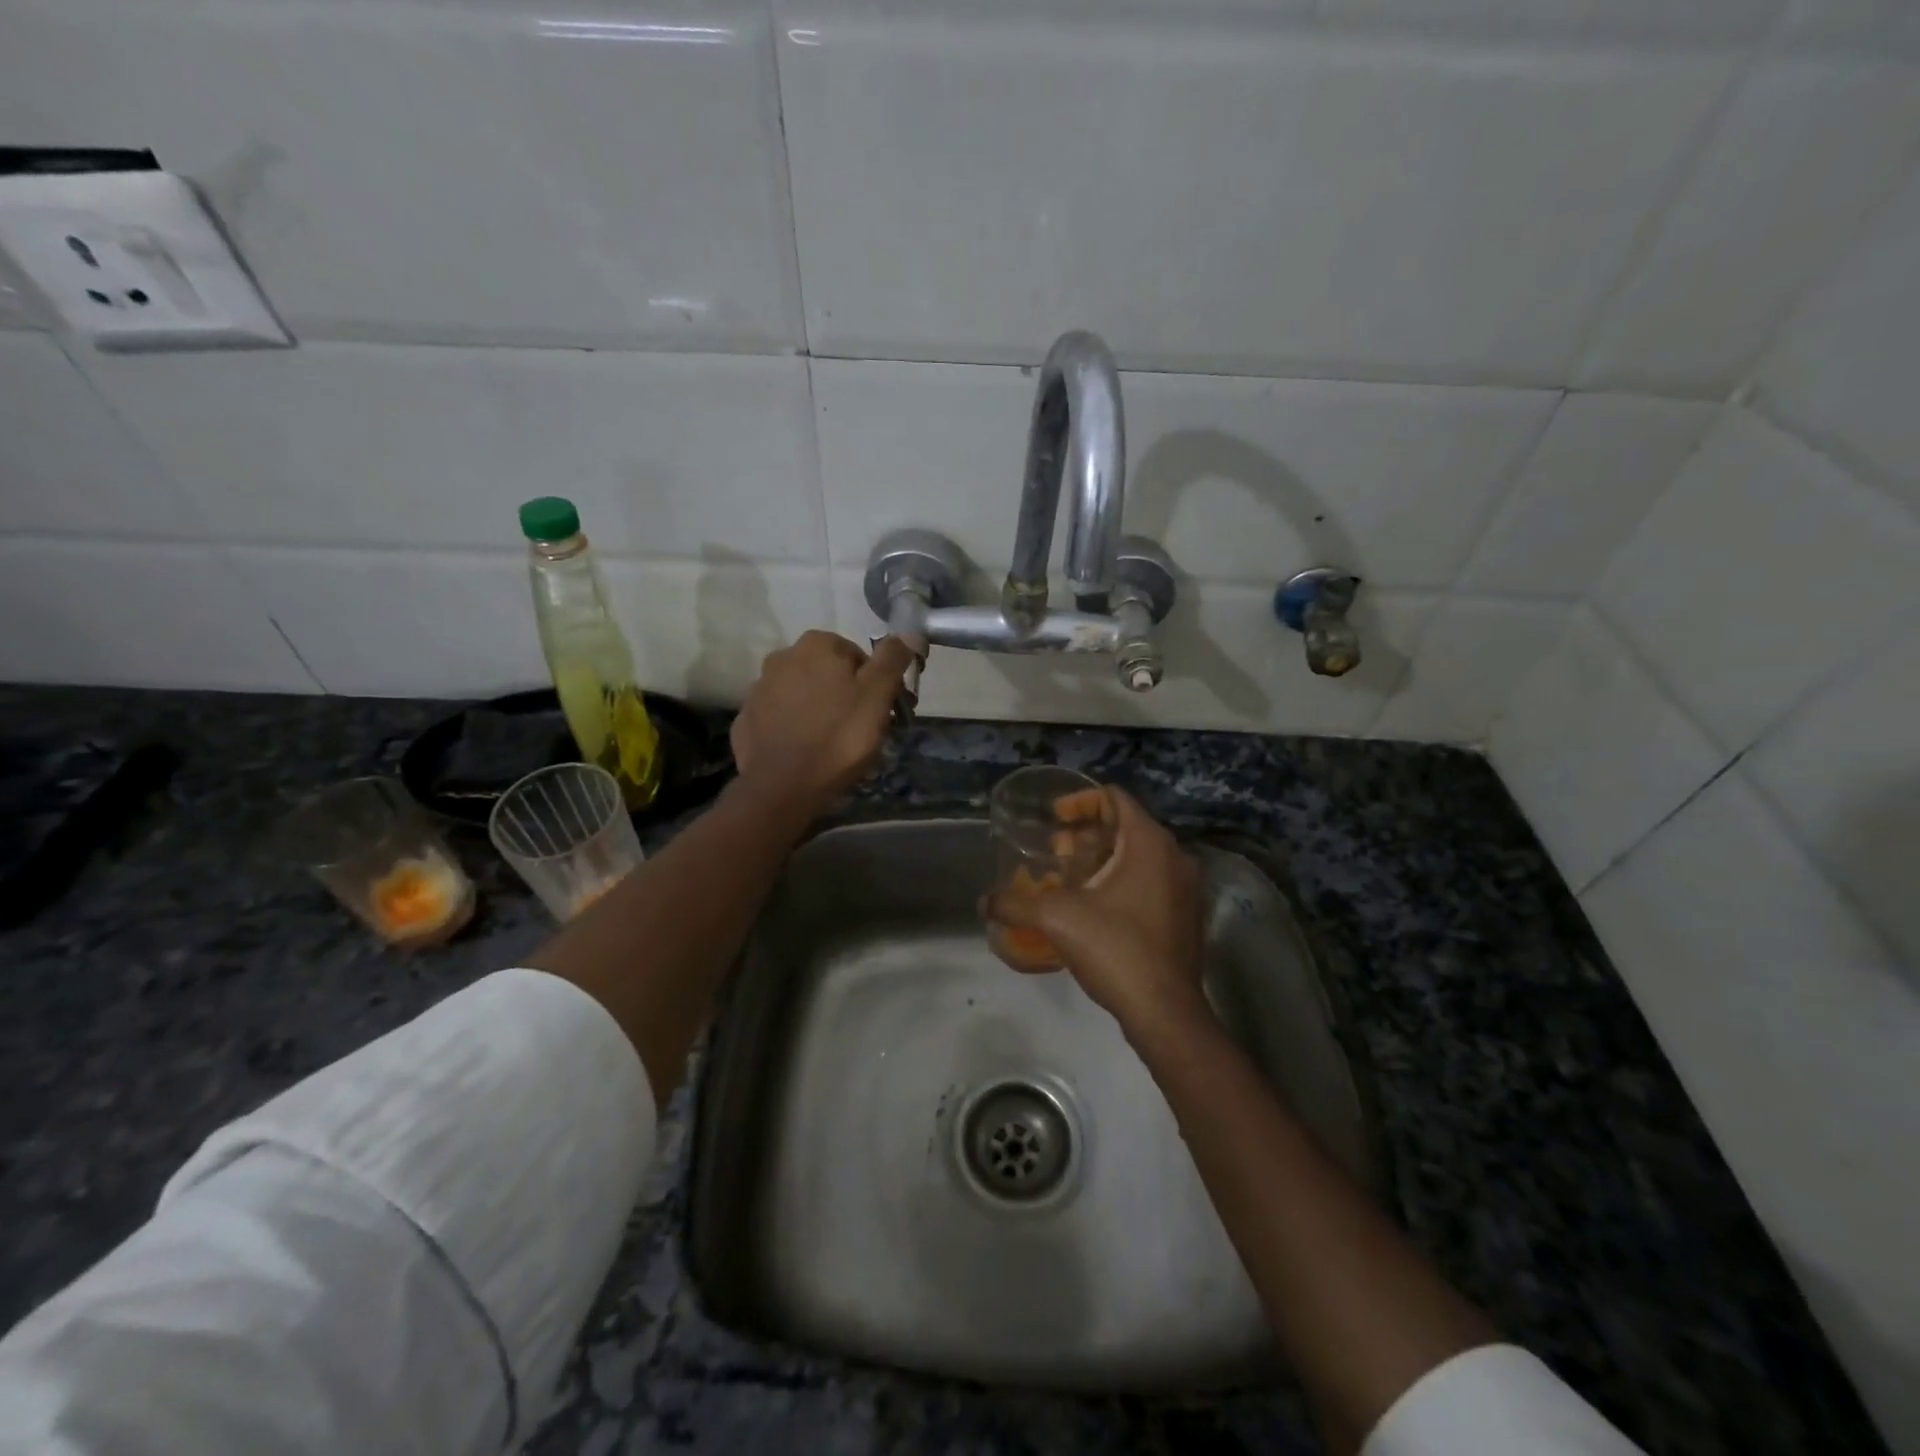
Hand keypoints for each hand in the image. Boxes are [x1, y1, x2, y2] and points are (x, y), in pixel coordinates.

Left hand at [730, 631, 914, 811]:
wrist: (781, 787)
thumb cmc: (838, 737)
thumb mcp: (877, 696)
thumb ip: (893, 660)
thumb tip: (909, 633)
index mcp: (817, 645)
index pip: (858, 656)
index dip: (875, 684)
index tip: (883, 711)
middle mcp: (783, 656)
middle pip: (828, 672)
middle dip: (845, 694)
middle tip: (861, 729)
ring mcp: (760, 688)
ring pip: (802, 693)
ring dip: (819, 709)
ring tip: (833, 744)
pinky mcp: (746, 718)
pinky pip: (780, 717)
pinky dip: (794, 727)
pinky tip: (805, 750)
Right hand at [985, 787, 1208, 1034]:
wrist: (1165, 1013)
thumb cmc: (1116, 949)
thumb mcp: (1057, 919)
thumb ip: (1016, 904)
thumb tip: (984, 903)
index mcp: (1150, 843)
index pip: (1115, 798)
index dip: (1080, 801)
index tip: (1053, 818)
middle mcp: (1175, 857)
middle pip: (1126, 827)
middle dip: (1086, 834)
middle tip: (1055, 850)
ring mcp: (1185, 889)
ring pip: (1138, 857)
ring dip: (1101, 860)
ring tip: (1067, 879)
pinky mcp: (1185, 916)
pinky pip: (1149, 882)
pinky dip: (1119, 882)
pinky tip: (1092, 907)